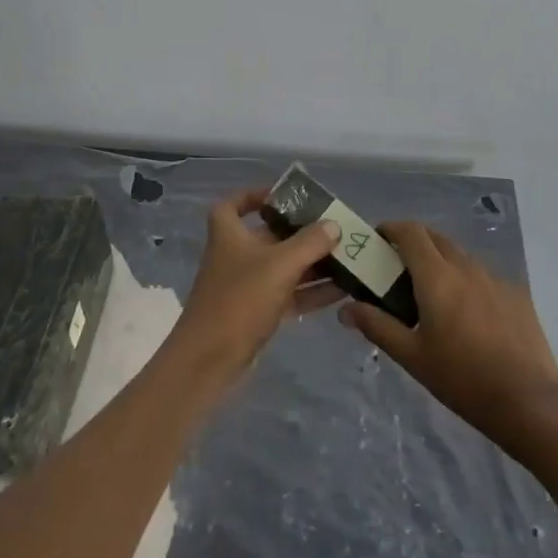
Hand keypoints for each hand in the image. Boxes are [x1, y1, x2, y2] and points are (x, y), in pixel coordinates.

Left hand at [165, 187, 343, 390]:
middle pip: (269, 236)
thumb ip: (309, 243)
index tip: (283, 196)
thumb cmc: (239, 300)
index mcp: (229, 235)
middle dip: (301, 233)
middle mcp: (236, 256)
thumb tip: (333, 225)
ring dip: (312, 263)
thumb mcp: (279, 265)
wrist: (209, 361)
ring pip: (283, 267)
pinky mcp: (257, 314)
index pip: (233, 205)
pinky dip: (311, 291)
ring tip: (348, 258)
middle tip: (334, 229)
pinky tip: (342, 290)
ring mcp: (246, 287)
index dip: (254, 196)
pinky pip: (289, 294)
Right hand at [339, 222, 557, 452]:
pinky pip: (483, 277)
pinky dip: (467, 282)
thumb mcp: (412, 356)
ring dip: (441, 263)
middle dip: (414, 244)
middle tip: (398, 270)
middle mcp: (467, 267)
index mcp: (437, 276)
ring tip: (432, 296)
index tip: (377, 241)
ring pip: (461, 257)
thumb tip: (345, 309)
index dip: (391, 228)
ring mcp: (496, 278)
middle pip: (436, 238)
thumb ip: (377, 326)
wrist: (530, 401)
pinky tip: (468, 317)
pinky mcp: (517, 294)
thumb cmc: (462, 378)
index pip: (411, 231)